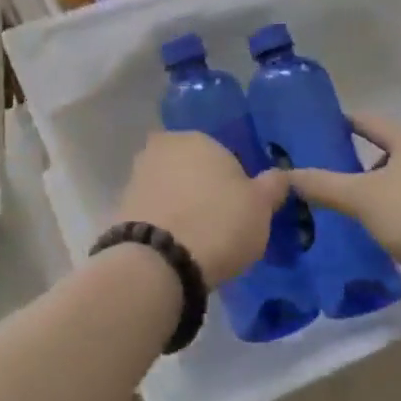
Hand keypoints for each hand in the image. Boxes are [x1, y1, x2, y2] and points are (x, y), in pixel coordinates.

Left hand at [115, 132, 290, 286]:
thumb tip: (280, 176)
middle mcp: (161, 148)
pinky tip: (176, 245)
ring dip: (181, 204)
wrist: (159, 262)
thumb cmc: (219, 223)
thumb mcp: (261, 206)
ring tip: (197, 238)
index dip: (233, 181)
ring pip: (169, 187)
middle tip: (220, 222)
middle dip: (202, 188)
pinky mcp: (121, 206)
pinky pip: (153, 210)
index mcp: (196, 138)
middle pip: (191, 167)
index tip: (240, 207)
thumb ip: (273, 185)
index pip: (222, 153)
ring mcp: (136, 176)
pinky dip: (164, 221)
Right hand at [285, 114, 400, 299]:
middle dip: (360, 164)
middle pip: (389, 150)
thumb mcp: (361, 198)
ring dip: (381, 189)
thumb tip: (285, 176)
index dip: (341, 125)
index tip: (316, 134)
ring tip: (355, 210)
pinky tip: (386, 228)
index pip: (368, 121)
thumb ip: (323, 185)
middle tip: (329, 180)